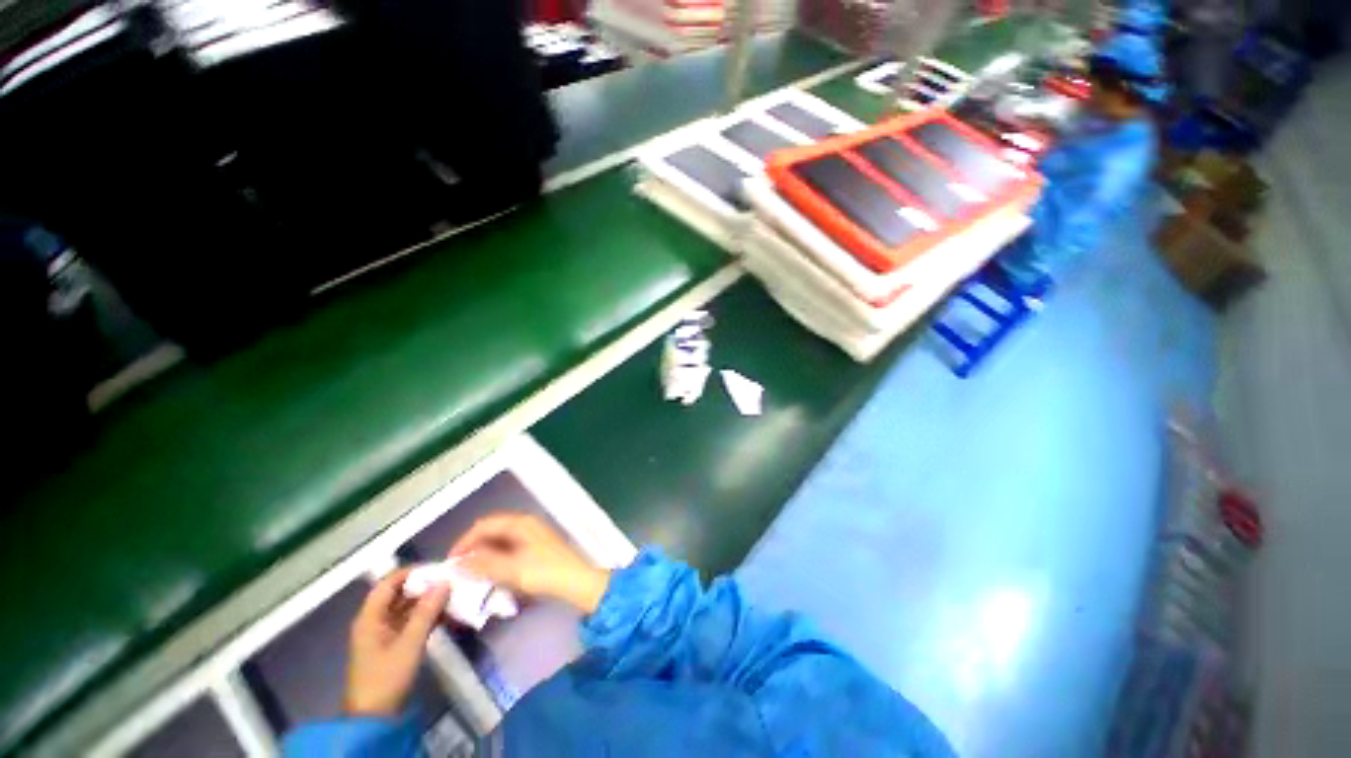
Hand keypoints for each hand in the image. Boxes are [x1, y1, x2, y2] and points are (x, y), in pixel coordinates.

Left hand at [344, 568, 448, 717]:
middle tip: (451, 580)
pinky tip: (448, 613)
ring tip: (454, 594)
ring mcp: (384, 633)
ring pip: (407, 607)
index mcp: (371, 617)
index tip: (438, 567)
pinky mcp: (394, 644)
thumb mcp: (410, 643)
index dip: (412, 572)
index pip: (389, 583)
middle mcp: (376, 620)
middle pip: (399, 593)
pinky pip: (412, 621)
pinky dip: (428, 615)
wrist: (374, 717)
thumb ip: (427, 611)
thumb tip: (444, 581)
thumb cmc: (387, 676)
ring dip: (429, 601)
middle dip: (425, 585)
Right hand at [451, 513, 609, 614]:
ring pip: (500, 542)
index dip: (464, 542)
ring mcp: (532, 535)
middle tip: (459, 571)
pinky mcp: (536, 548)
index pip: (484, 525)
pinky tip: (492, 576)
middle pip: (492, 532)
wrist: (576, 582)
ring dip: (484, 556)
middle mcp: (525, 524)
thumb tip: (457, 563)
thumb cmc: (545, 572)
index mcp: (520, 523)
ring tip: (471, 576)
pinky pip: (509, 549)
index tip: (450, 563)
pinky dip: (497, 560)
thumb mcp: (511, 570)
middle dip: (474, 549)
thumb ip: (483, 565)